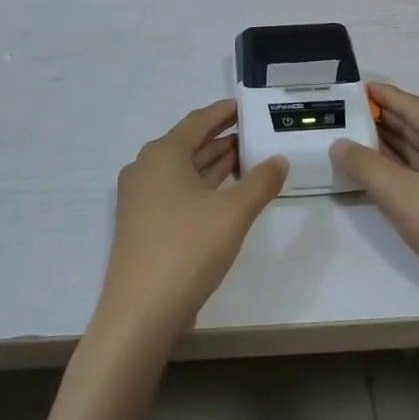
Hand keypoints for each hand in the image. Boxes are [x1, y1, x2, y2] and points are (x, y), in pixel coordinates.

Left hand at [97, 100, 287, 341]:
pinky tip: (224, 196)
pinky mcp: (141, 224)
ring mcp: (140, 198)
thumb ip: (260, 182)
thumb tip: (279, 160)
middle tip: (255, 135)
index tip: (246, 106)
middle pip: (189, 144)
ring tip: (247, 160)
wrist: (139, 313)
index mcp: (163, 154)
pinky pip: (176, 191)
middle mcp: (146, 168)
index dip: (224, 112)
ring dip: (213, 164)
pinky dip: (201, 187)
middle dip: (222, 139)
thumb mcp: (233, 213)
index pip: (198, 121)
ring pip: (183, 170)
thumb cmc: (187, 250)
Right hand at [331, 83, 418, 316]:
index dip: (383, 96)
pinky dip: (410, 169)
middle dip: (386, 120)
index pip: (412, 105)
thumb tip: (339, 143)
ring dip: (396, 146)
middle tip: (351, 113)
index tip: (357, 87)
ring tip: (361, 138)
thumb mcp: (401, 195)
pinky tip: (390, 174)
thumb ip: (365, 166)